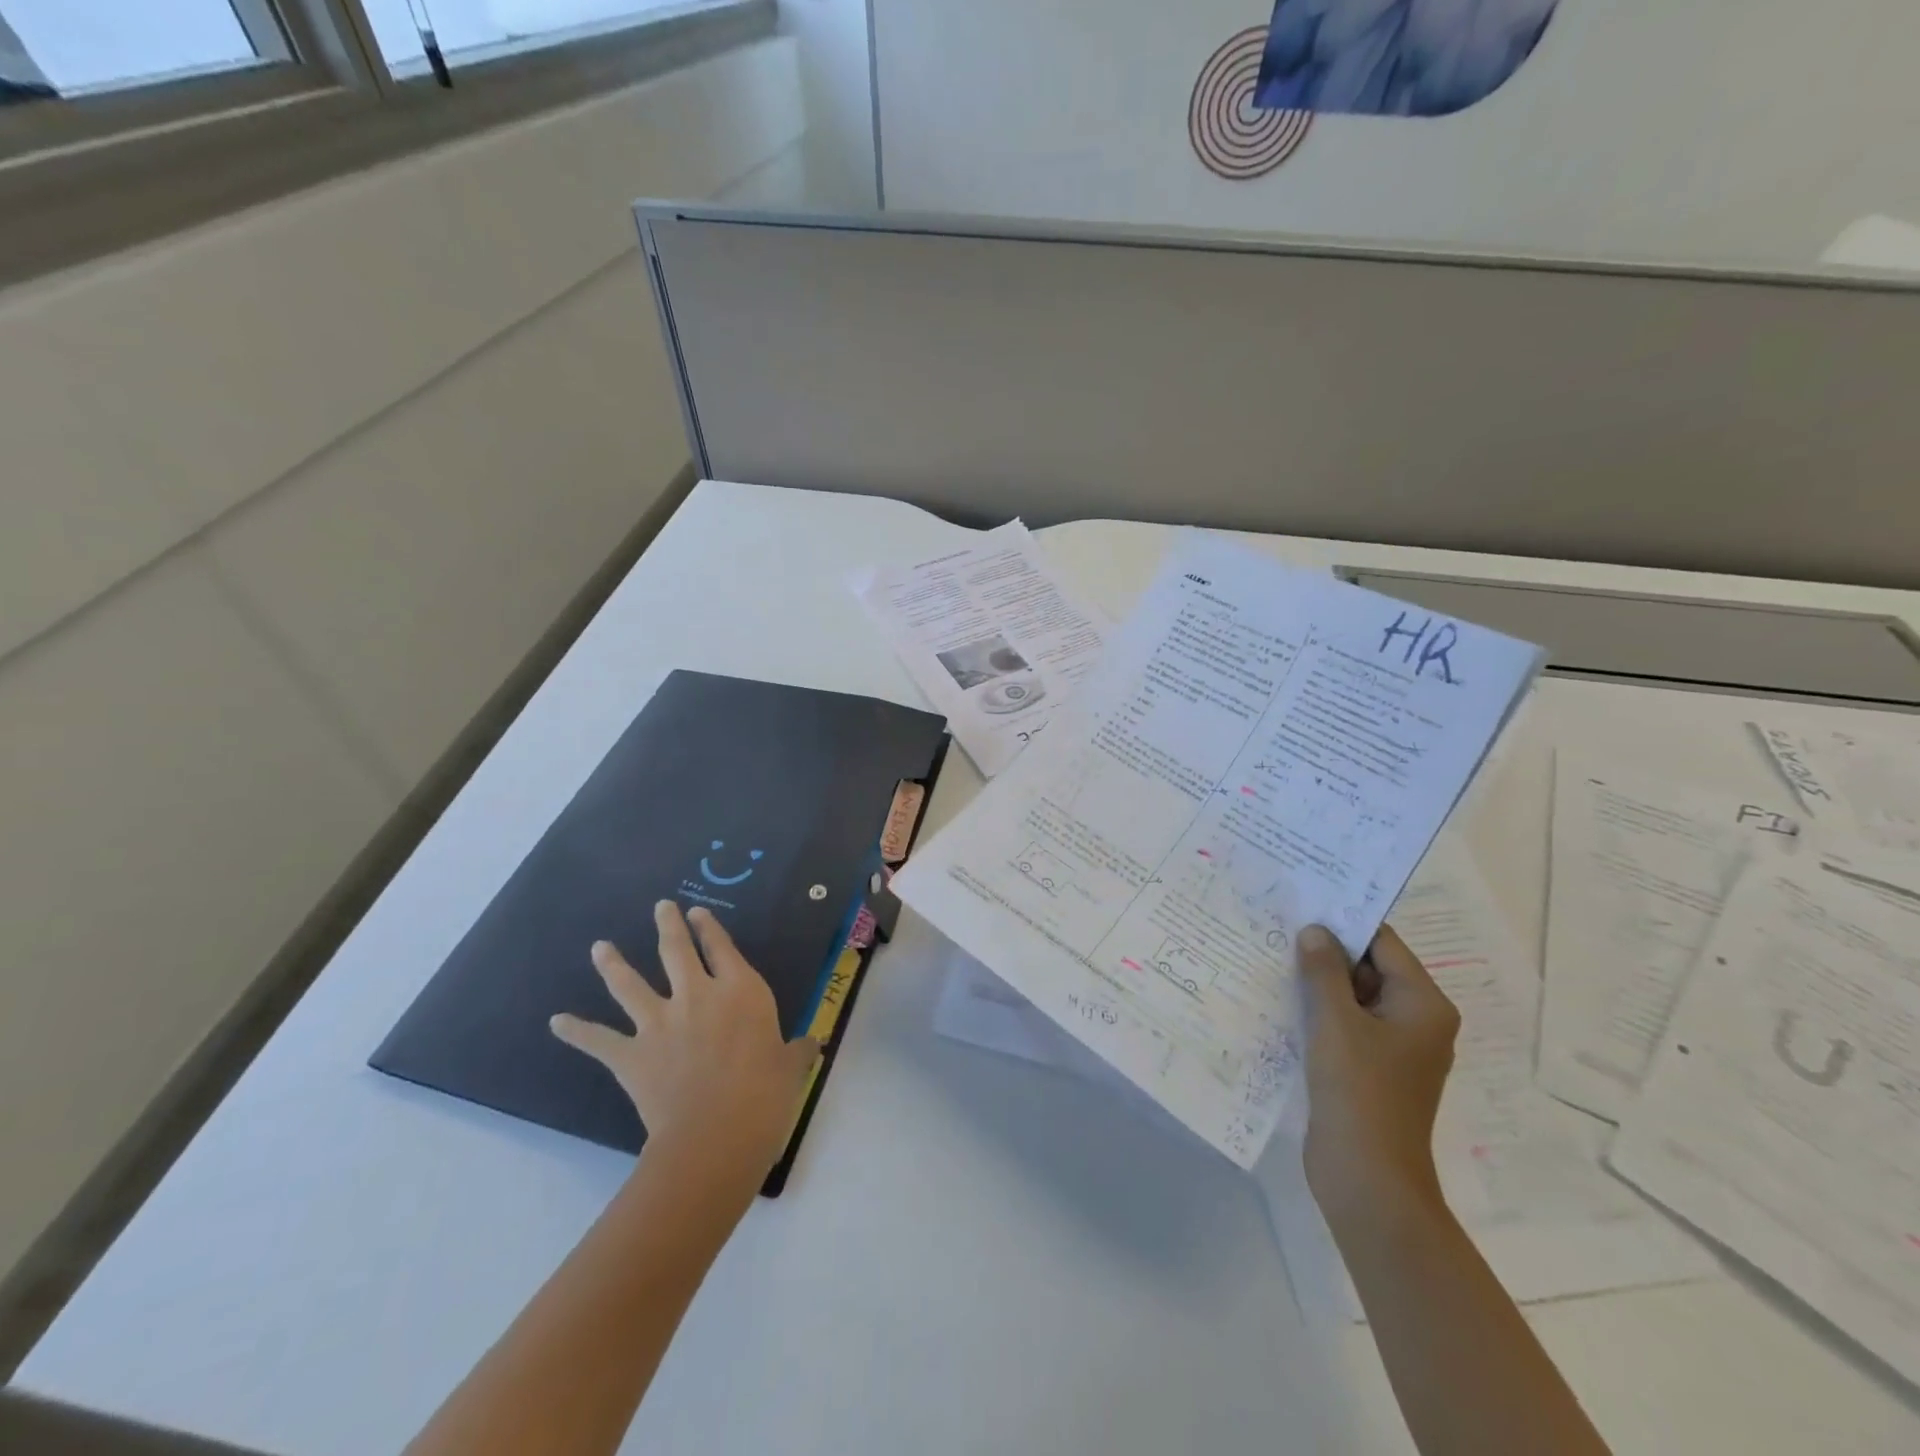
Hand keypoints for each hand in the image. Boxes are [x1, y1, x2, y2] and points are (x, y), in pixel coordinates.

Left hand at [550, 901, 820, 1193]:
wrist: (716, 1134)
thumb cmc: (765, 1095)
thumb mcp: (790, 1068)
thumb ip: (797, 1051)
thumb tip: (812, 1044)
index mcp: (741, 991)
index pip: (723, 948)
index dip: (710, 928)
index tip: (699, 913)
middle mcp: (698, 995)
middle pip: (677, 950)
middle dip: (668, 926)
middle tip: (660, 907)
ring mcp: (661, 1022)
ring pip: (631, 984)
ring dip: (613, 964)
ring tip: (600, 947)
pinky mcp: (632, 1054)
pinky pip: (598, 1040)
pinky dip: (576, 1031)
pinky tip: (556, 1021)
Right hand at [1295, 923, 1459, 1228]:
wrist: (1368, 1177)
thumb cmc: (1359, 1090)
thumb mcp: (1335, 1021)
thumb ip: (1324, 970)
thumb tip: (1315, 931)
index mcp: (1423, 1004)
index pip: (1383, 944)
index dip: (1343, 923)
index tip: (1301, 905)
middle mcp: (1416, 1021)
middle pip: (1369, 968)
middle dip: (1326, 953)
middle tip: (1278, 929)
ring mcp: (1394, 1048)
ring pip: (1353, 998)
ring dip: (1318, 983)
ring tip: (1272, 959)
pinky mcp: (1371, 1069)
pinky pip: (1345, 1025)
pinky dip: (1319, 1012)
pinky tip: (1281, 1001)